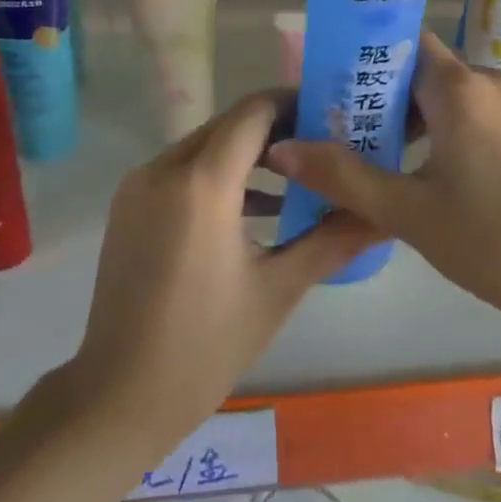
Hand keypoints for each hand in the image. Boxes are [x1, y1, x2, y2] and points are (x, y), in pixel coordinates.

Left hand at [66, 90, 380, 452]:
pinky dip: (218, 173)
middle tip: (323, 145)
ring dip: (248, 151)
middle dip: (276, 128)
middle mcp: (164, 167)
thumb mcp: (277, 290)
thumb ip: (332, 240)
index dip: (293, 104)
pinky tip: (256, 205)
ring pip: (205, 144)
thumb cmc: (204, 346)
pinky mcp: (129, 204)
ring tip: (298, 174)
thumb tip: (383, 215)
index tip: (331, 114)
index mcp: (202, 183)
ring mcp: (140, 184)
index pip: (253, 112)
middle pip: (229, 124)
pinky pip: (182, 168)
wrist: (117, 397)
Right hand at [268, 32, 500, 346]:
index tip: (335, 89)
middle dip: (389, 99)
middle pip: (428, 72)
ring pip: (457, 95)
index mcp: (460, 88)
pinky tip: (445, 176)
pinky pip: (485, 113)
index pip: (404, 44)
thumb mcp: (410, 214)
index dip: (367, 60)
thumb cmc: (497, 244)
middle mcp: (493, 79)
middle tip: (353, 137)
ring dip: (423, 119)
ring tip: (392, 161)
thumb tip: (281, 148)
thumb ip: (343, 176)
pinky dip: (456, 129)